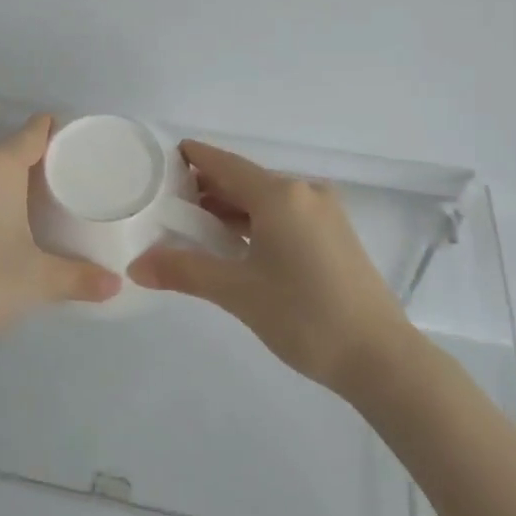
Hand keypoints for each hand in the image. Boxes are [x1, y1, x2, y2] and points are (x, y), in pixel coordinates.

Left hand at [0, 115, 120, 370]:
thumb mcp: (38, 281)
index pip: (34, 131)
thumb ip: (80, 277)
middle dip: (37, 167)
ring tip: (34, 214)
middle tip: (66, 194)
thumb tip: (116, 285)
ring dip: (6, 185)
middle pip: (10, 151)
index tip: (81, 152)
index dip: (60, 134)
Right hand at [128, 141, 409, 392]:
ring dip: (230, 209)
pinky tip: (235, 244)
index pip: (223, 163)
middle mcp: (304, 192)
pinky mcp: (334, 235)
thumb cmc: (304, 316)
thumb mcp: (237, 293)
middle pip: (243, 180)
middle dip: (205, 189)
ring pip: (265, 199)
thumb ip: (184, 271)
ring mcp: (324, 213)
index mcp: (280, 195)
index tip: (158, 161)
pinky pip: (284, 215)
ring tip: (192, 227)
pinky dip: (255, 222)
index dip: (190, 158)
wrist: (380, 357)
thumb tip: (135, 266)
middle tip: (165, 204)